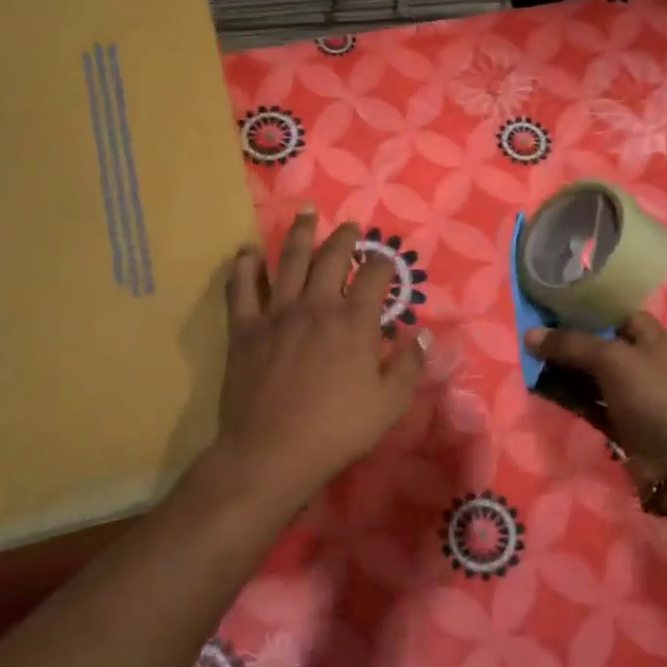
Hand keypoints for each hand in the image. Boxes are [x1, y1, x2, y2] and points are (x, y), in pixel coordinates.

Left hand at [204, 211, 427, 516]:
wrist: (272, 451)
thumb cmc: (337, 430)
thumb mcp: (389, 404)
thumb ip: (409, 365)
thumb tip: (425, 335)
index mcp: (354, 322)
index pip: (374, 278)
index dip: (385, 264)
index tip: (388, 260)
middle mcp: (316, 307)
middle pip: (331, 259)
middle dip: (345, 238)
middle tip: (351, 226)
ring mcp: (276, 314)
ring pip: (288, 262)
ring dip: (300, 235)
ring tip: (306, 215)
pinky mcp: (245, 330)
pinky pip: (241, 289)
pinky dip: (244, 268)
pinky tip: (248, 253)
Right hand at [524, 314, 666, 487]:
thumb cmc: (652, 397)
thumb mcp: (612, 360)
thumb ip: (571, 344)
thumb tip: (529, 335)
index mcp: (648, 337)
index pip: (613, 311)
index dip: (584, 305)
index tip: (550, 302)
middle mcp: (637, 361)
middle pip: (595, 342)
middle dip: (565, 338)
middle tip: (530, 331)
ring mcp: (626, 392)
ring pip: (586, 372)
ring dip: (560, 368)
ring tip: (527, 358)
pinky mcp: (614, 418)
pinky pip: (584, 399)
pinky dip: (564, 394)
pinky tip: (538, 387)